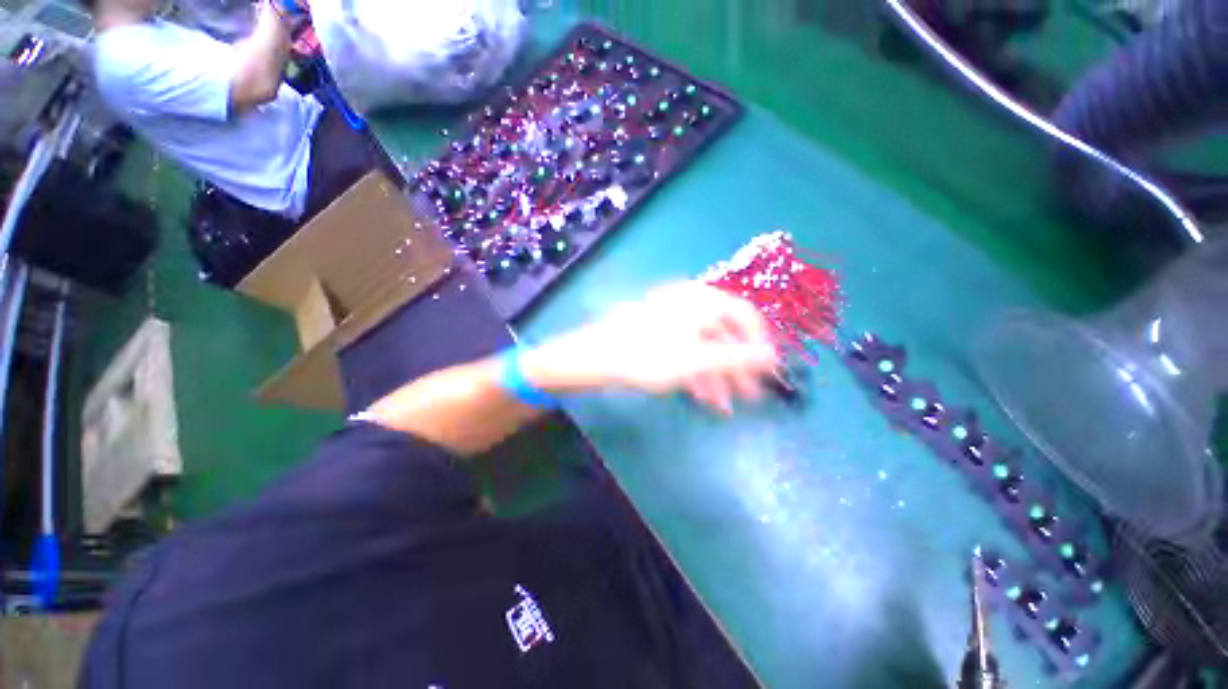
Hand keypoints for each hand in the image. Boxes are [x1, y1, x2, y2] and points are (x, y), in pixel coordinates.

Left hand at [524, 282, 778, 412]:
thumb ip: (737, 358)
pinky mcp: (658, 332)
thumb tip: (773, 356)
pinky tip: (700, 396)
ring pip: (704, 346)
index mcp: (703, 301)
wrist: (596, 356)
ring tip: (724, 405)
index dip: (759, 342)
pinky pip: (685, 349)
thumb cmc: (648, 356)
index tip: (767, 369)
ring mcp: (672, 318)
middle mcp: (690, 303)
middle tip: (748, 396)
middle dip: (737, 368)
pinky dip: (696, 371)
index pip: (745, 315)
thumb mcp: (696, 360)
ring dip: (717, 376)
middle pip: (723, 335)